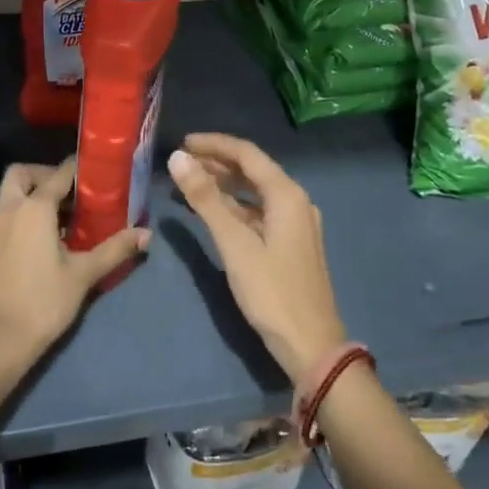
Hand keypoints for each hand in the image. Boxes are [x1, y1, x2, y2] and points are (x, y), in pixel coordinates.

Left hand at [0, 158, 148, 364]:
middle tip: (72, 191)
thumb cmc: (44, 299)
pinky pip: (11, 213)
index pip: (59, 173)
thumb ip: (115, 249)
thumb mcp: (84, 273)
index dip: (79, 168)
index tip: (100, 172)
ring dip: (35, 193)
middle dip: (45, 174)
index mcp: (34, 207)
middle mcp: (12, 209)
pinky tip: (53, 234)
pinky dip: (28, 211)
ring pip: (12, 193)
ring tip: (68, 213)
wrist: (1, 338)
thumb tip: (146, 234)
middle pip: (22, 174)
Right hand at [168, 134, 346, 381]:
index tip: (183, 142)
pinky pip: (258, 212)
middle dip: (217, 162)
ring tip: (190, 182)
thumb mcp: (234, 243)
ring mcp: (295, 223)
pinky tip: (213, 212)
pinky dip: (234, 206)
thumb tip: (178, 158)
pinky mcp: (291, 243)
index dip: (214, 144)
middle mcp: (295, 201)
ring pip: (255, 192)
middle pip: (252, 170)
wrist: (311, 345)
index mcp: (287, 195)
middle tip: (182, 162)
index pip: (247, 154)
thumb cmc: (271, 292)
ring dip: (224, 184)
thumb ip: (205, 198)